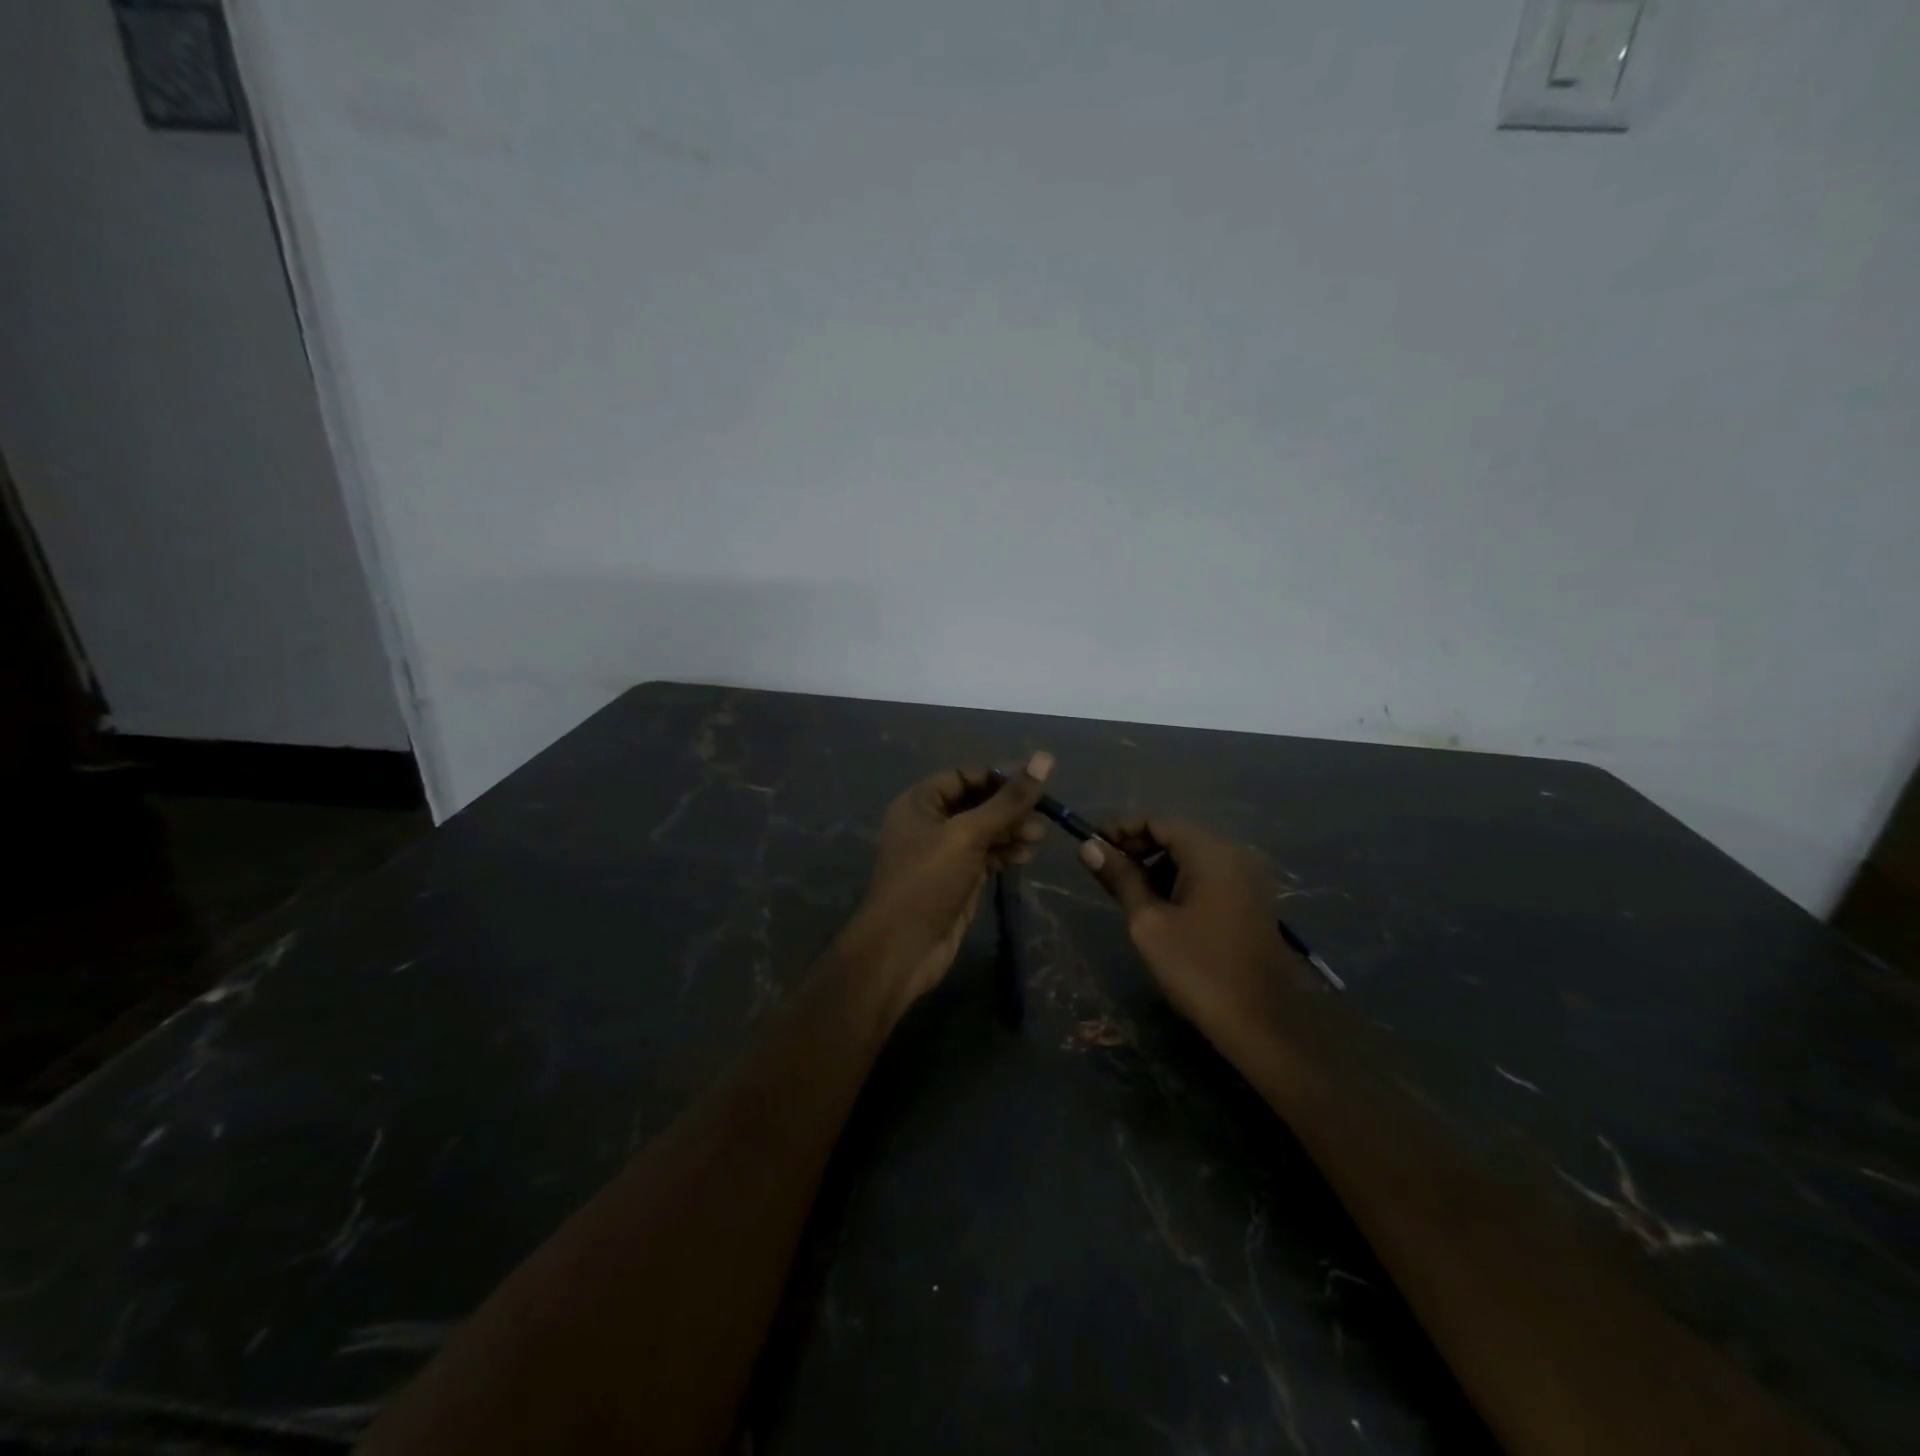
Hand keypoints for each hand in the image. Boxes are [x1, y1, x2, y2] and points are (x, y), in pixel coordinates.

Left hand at [836, 753, 1052, 1010]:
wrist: (903, 948)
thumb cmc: (928, 880)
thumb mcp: (968, 834)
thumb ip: (1008, 800)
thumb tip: (1045, 758)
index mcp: (920, 802)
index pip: (965, 776)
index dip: (999, 776)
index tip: (1036, 781)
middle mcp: (930, 823)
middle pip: (978, 803)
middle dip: (1010, 806)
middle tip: (1045, 812)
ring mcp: (944, 854)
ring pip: (985, 831)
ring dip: (1012, 830)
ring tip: (1040, 835)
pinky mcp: (958, 880)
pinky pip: (986, 856)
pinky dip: (1007, 852)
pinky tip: (1028, 853)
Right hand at [1078, 819, 1306, 1029]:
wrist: (1261, 1024)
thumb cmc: (1197, 968)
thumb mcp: (1148, 922)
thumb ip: (1120, 879)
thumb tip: (1088, 846)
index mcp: (1209, 853)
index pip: (1157, 821)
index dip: (1120, 830)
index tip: (1091, 848)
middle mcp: (1232, 856)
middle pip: (1176, 835)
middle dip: (1137, 848)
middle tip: (1105, 873)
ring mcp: (1244, 880)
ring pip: (1191, 858)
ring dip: (1156, 867)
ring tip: (1128, 895)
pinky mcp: (1248, 903)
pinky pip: (1207, 877)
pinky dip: (1178, 882)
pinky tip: (1159, 910)